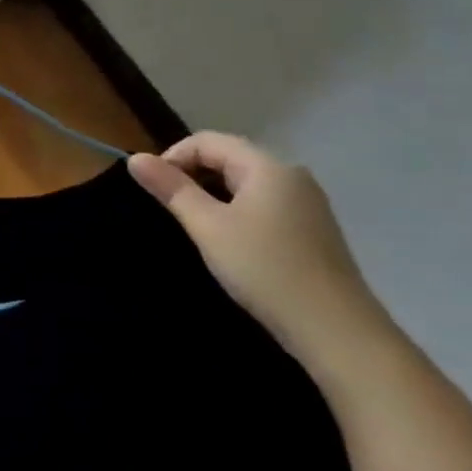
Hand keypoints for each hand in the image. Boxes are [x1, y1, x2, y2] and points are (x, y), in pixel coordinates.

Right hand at [128, 132, 399, 379]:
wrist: (336, 330)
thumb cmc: (264, 270)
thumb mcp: (208, 227)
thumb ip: (172, 189)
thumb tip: (135, 158)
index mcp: (268, 166)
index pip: (208, 141)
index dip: (173, 157)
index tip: (153, 190)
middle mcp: (291, 176)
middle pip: (229, 157)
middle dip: (192, 176)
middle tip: (169, 210)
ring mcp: (306, 203)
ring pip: (245, 183)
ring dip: (213, 195)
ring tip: (195, 227)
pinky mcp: (312, 229)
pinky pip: (263, 204)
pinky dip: (236, 211)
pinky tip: (229, 242)